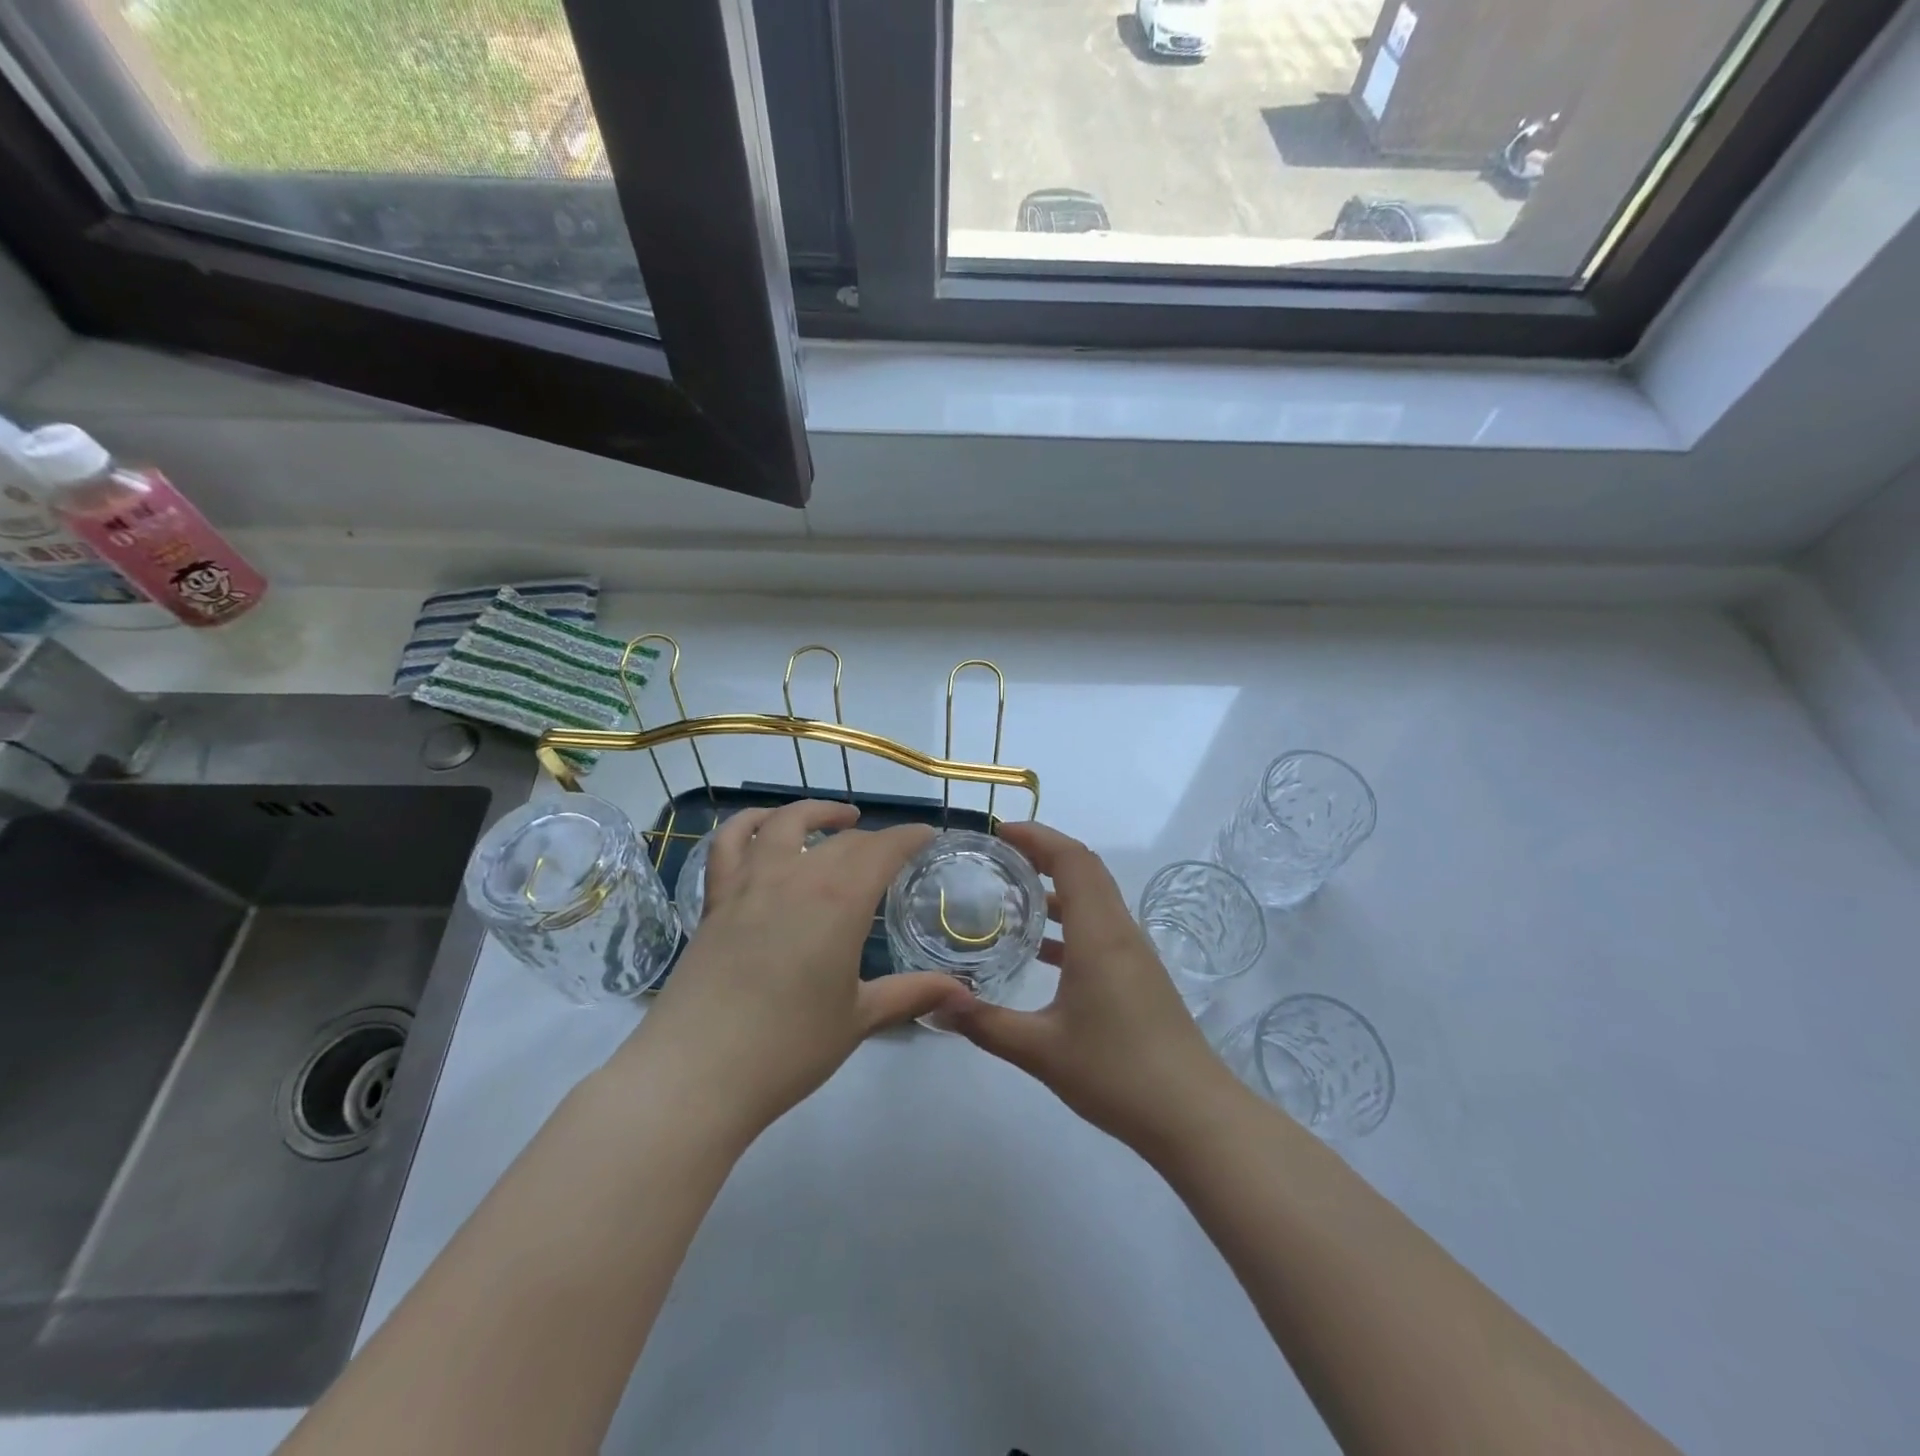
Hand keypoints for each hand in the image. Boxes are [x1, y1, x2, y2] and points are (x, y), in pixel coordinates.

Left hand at [613, 800, 967, 1144]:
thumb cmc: (789, 1047)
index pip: (884, 850)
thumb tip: (964, 993)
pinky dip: (748, 823)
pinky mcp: (715, 900)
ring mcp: (749, 883)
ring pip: (784, 824)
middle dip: (873, 840)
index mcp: (840, 900)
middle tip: (889, 854)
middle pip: (842, 841)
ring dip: (815, 812)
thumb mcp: (859, 1019)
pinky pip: (728, 844)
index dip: (909, 837)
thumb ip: (911, 994)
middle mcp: (796, 876)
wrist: (697, 1073)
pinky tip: (764, 826)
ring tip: (837, 817)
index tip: (926, 834)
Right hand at [944, 821, 1246, 1158]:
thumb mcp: (1040, 1050)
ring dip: (1056, 888)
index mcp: (1099, 934)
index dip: (1037, 836)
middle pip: (1084, 870)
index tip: (998, 833)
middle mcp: (1119, 931)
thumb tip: (935, 1004)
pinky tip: (1039, 951)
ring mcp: (1134, 954)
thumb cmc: (1117, 1073)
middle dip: (1042, 853)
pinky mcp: (1139, 976)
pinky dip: (1069, 923)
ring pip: (1094, 899)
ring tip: (1010, 895)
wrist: (1193, 1116)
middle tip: (996, 857)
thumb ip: (985, 1024)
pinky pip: (1100, 928)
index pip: (1072, 859)